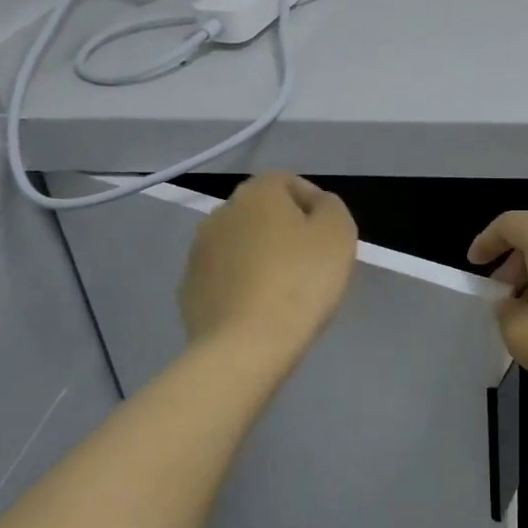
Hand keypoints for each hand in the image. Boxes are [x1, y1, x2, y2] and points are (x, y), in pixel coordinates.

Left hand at [181, 172, 357, 361]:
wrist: (246, 346)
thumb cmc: (301, 281)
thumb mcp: (339, 233)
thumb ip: (330, 207)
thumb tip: (316, 205)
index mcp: (257, 193)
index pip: (288, 181)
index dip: (313, 204)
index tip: (328, 235)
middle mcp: (221, 213)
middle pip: (261, 213)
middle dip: (284, 230)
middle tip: (310, 262)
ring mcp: (198, 253)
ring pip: (240, 245)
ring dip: (259, 257)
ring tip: (284, 290)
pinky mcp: (189, 290)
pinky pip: (224, 278)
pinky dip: (240, 285)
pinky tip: (259, 310)